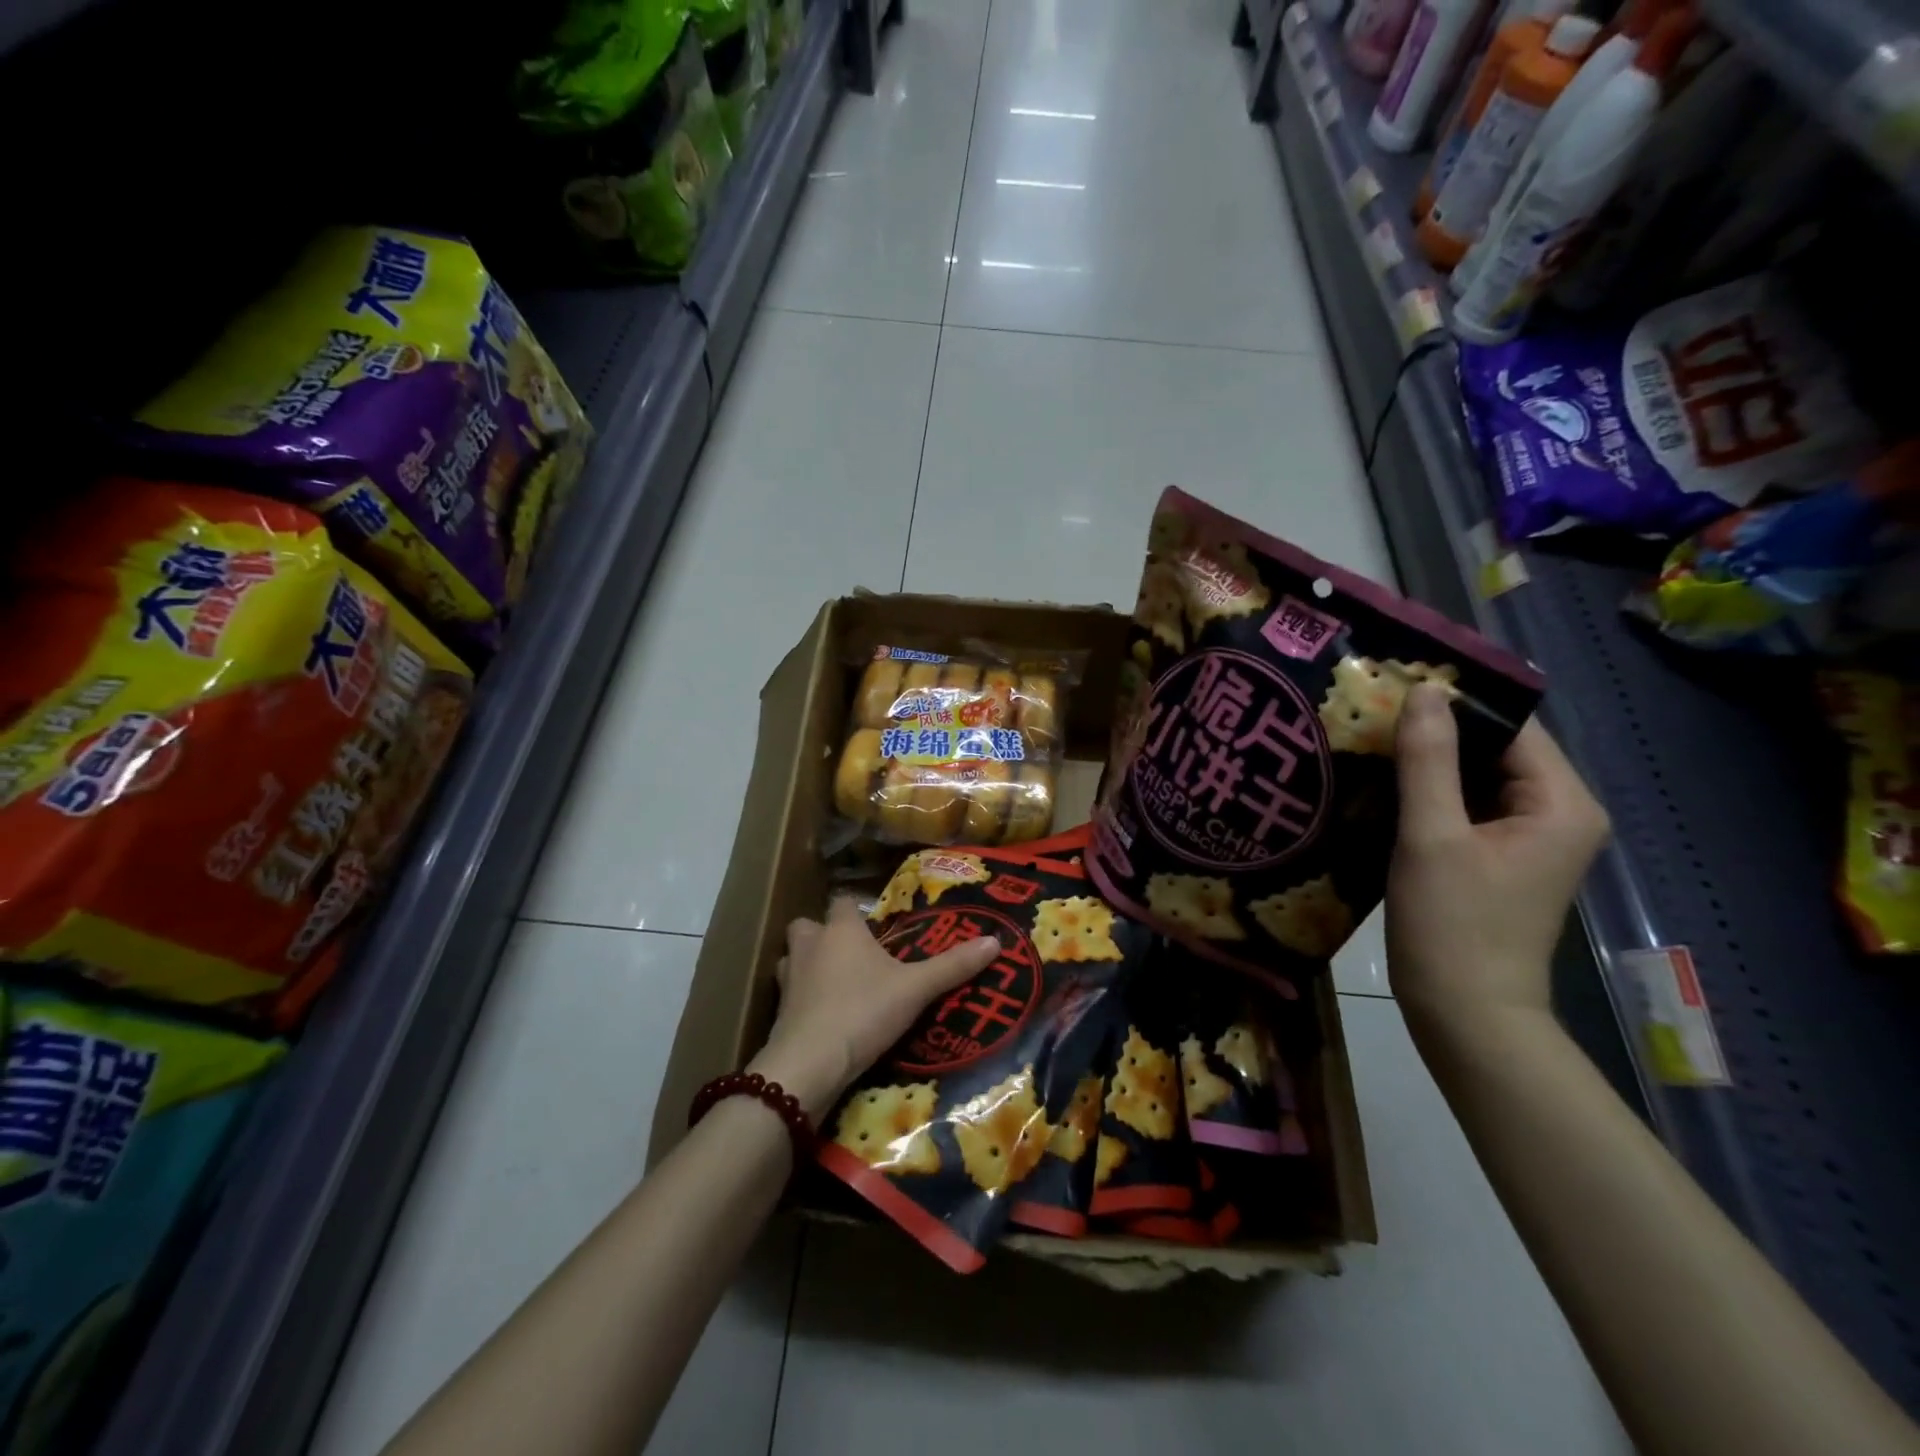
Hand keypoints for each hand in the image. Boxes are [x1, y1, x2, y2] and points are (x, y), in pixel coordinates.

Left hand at [747, 896, 999, 1121]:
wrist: (809, 1064)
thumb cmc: (863, 1011)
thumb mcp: (915, 989)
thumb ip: (953, 966)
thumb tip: (995, 941)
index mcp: (840, 929)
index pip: (843, 902)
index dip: (856, 910)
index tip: (874, 924)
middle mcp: (810, 945)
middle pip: (809, 926)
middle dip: (824, 934)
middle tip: (852, 954)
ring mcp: (789, 979)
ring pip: (795, 959)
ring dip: (810, 966)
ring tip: (837, 984)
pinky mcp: (777, 1012)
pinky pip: (791, 995)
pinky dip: (804, 1000)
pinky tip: (825, 1017)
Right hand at [1386, 684, 1609, 1025]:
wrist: (1465, 1015)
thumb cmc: (1452, 925)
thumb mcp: (1431, 837)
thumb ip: (1427, 760)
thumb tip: (1424, 691)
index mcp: (1560, 802)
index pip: (1512, 726)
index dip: (1455, 702)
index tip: (1391, 686)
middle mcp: (1558, 812)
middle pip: (1496, 749)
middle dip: (1436, 731)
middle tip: (1369, 712)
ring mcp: (1529, 837)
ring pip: (1477, 777)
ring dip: (1428, 761)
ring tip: (1367, 740)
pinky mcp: (1499, 857)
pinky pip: (1467, 806)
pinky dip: (1430, 792)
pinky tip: (1381, 784)